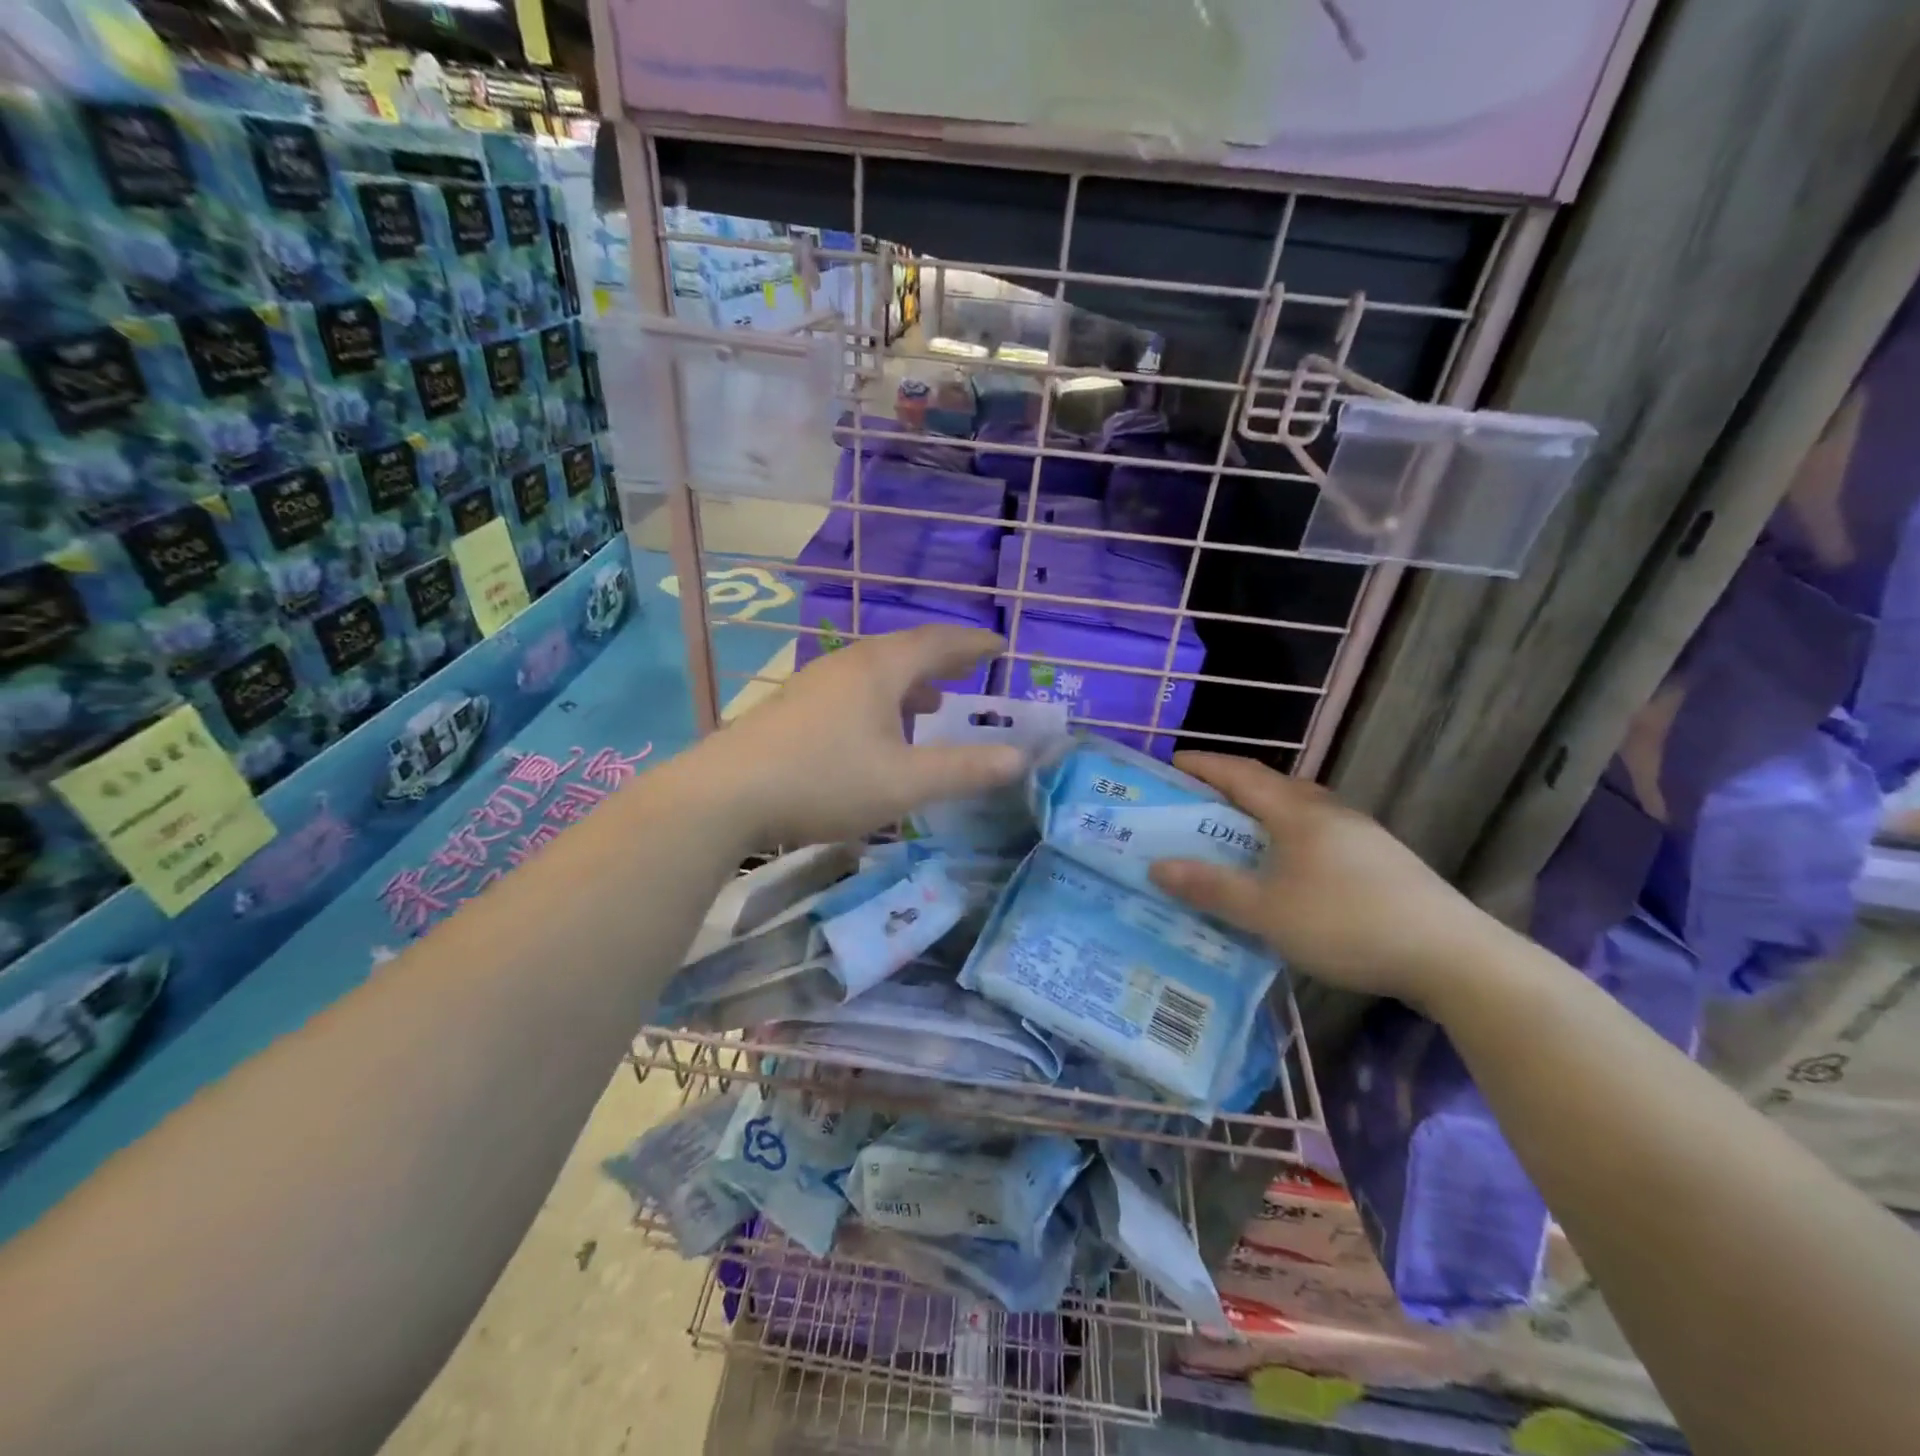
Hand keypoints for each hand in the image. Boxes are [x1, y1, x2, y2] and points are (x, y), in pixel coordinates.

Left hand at [708, 626, 1026, 847]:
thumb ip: (964, 770)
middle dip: (942, 661)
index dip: (973, 645)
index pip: (938, 643)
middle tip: (971, 671)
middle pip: (904, 651)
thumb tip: (1020, 758)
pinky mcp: (792, 708)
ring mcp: (814, 684)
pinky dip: (880, 701)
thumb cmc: (825, 780)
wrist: (725, 795)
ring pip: (875, 672)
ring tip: (931, 705)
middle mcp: (848, 665)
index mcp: (880, 670)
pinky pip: (851, 691)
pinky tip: (876, 733)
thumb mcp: (905, 782)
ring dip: (910, 684)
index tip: (1000, 647)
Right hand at [1147, 753, 1497, 1009]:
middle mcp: (1329, 812)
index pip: (1241, 774)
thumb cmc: (1347, 923)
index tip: (1172, 763)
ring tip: (1236, 837)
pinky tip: (1287, 871)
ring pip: (1299, 812)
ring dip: (1262, 815)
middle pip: (1272, 787)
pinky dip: (1288, 839)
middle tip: (1197, 804)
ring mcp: (1361, 835)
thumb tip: (1156, 866)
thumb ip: (1210, 887)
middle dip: (1231, 789)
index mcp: (1298, 812)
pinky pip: (1319, 835)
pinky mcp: (1381, 861)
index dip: (1204, 766)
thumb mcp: (1266, 911)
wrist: (1452, 956)